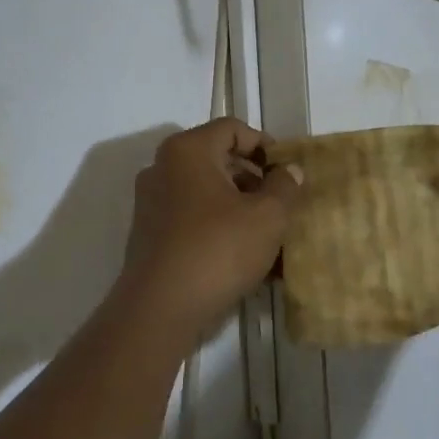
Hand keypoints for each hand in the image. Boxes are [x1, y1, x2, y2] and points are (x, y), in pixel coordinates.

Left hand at [115, 118, 303, 338]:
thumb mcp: (267, 217)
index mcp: (187, 151)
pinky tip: (243, 256)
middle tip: (281, 203)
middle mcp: (162, 168)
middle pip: (217, 159)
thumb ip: (284, 187)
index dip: (264, 144)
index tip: (286, 171)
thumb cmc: (218, 249)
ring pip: (206, 192)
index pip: (232, 129)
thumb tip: (289, 170)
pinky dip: (218, 227)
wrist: (160, 308)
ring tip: (268, 235)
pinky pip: (191, 218)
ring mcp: (151, 202)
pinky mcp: (149, 234)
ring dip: (239, 206)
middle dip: (254, 179)